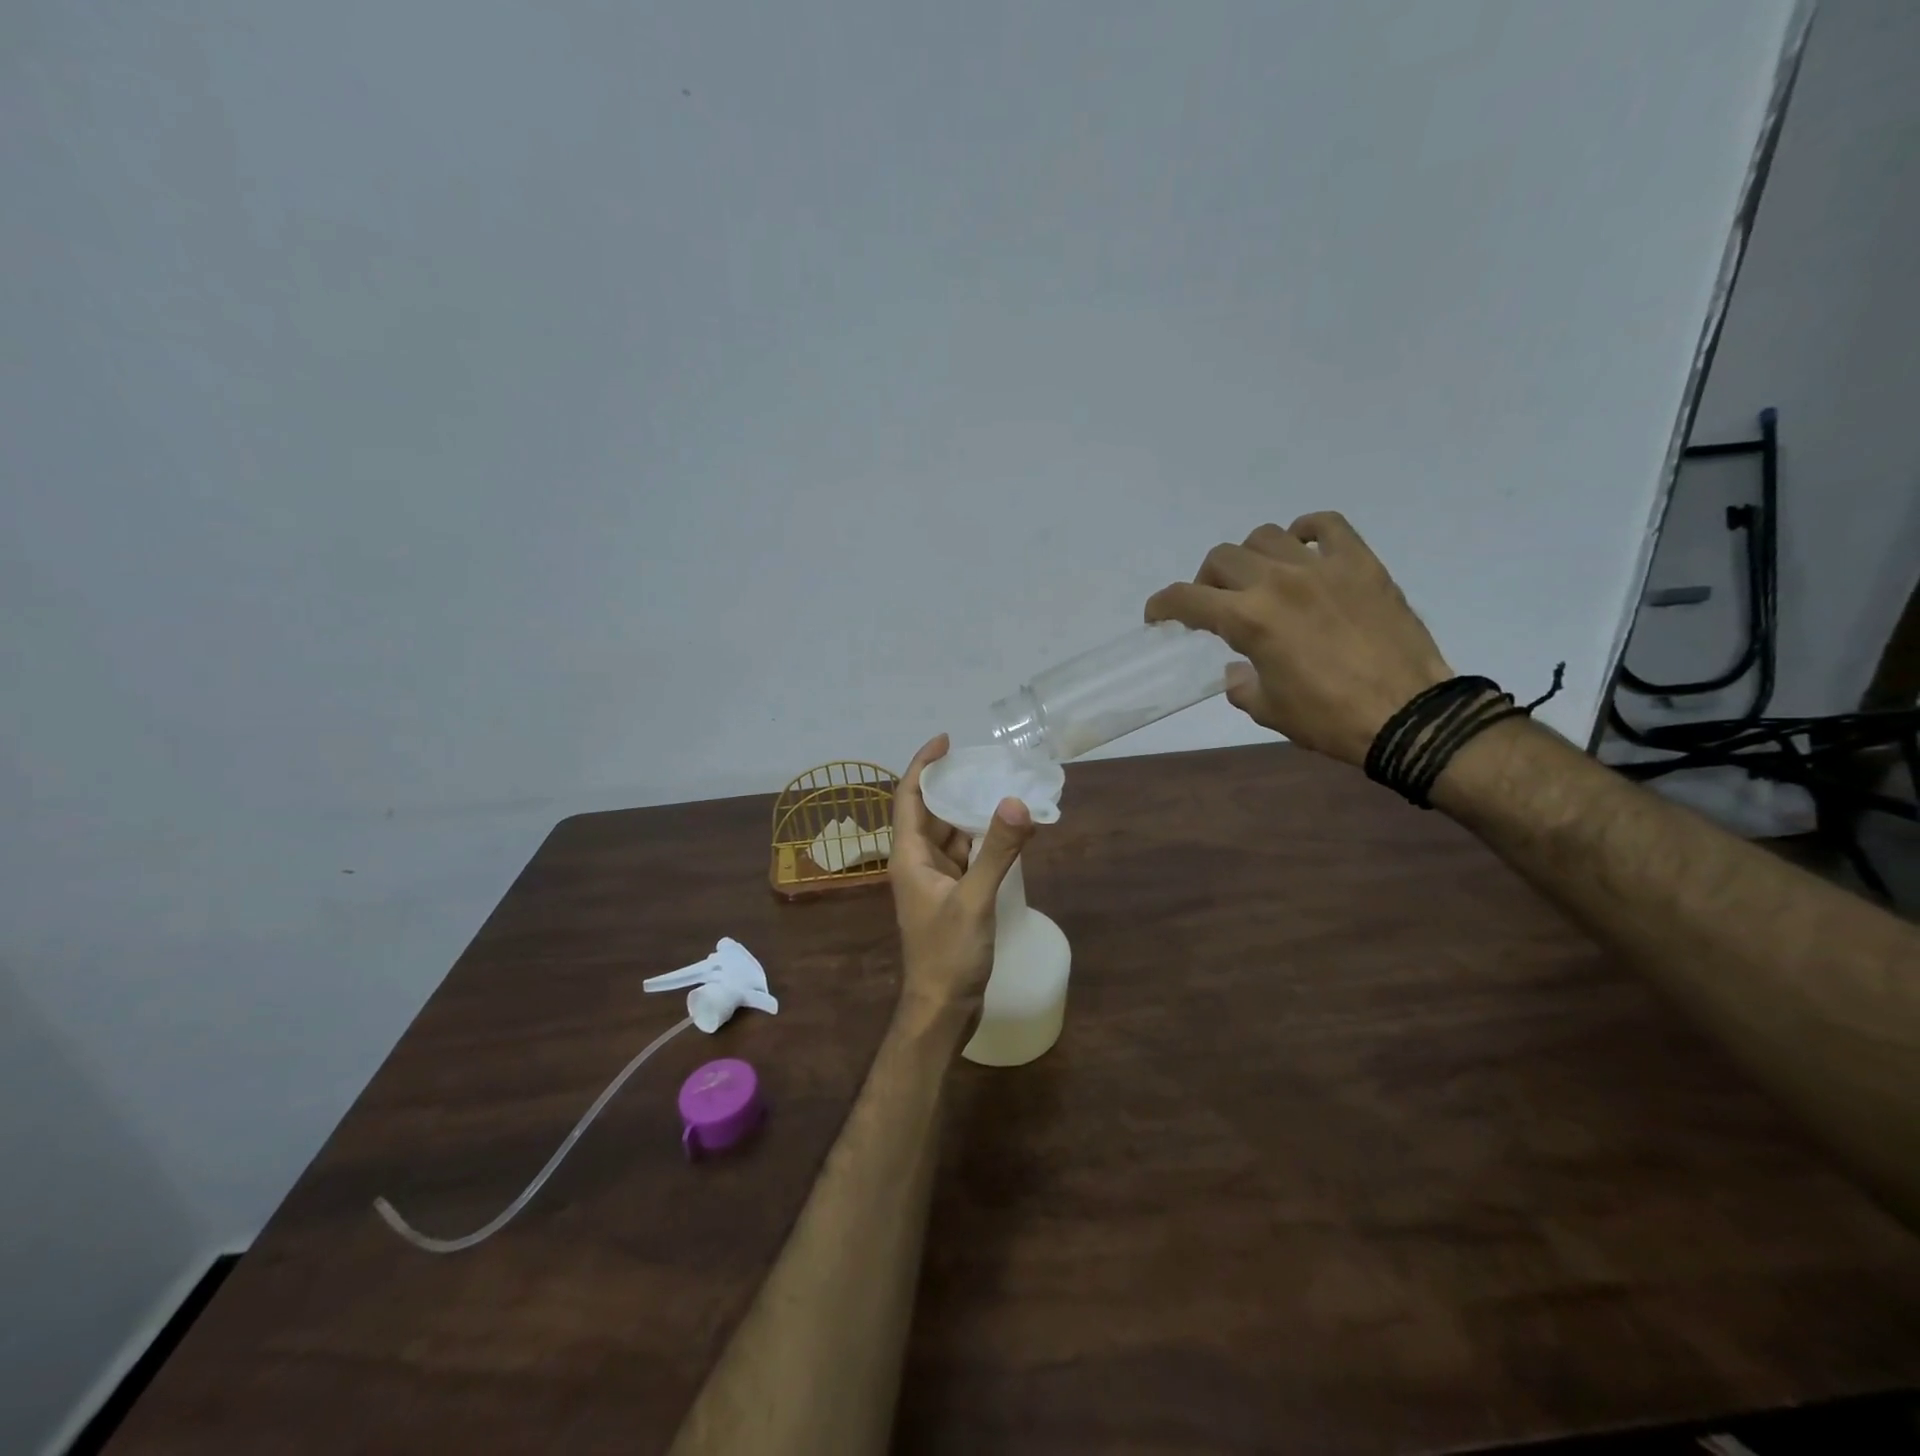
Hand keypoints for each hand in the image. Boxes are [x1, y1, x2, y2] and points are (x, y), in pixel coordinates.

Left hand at [888, 735, 1034, 1030]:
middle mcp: (918, 862)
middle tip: (988, 762)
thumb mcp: (974, 899)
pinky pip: (967, 857)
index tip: (946, 740)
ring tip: (1004, 788)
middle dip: (954, 785)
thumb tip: (1015, 801)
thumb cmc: (948, 954)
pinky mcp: (953, 896)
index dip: (923, 765)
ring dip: (972, 813)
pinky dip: (984, 842)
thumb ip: (996, 851)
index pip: (909, 797)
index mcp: (909, 856)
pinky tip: (1010, 833)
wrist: (943, 1008)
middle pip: (932, 812)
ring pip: (952, 835)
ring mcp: (935, 881)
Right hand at [1146, 513, 1452, 766]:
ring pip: (1265, 536)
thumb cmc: (1329, 718)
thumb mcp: (1269, 710)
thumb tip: (1238, 669)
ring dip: (1250, 557)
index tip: (1158, 616)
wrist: (1409, 715)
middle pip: (1221, 558)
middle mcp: (1278, 582)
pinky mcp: (1360, 563)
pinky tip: (1303, 549)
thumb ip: (1241, 684)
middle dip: (1206, 582)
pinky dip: (1306, 530)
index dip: (1163, 605)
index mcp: (1249, 619)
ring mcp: (1321, 566)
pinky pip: (1326, 525)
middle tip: (1215, 604)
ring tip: (1259, 579)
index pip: (1187, 598)